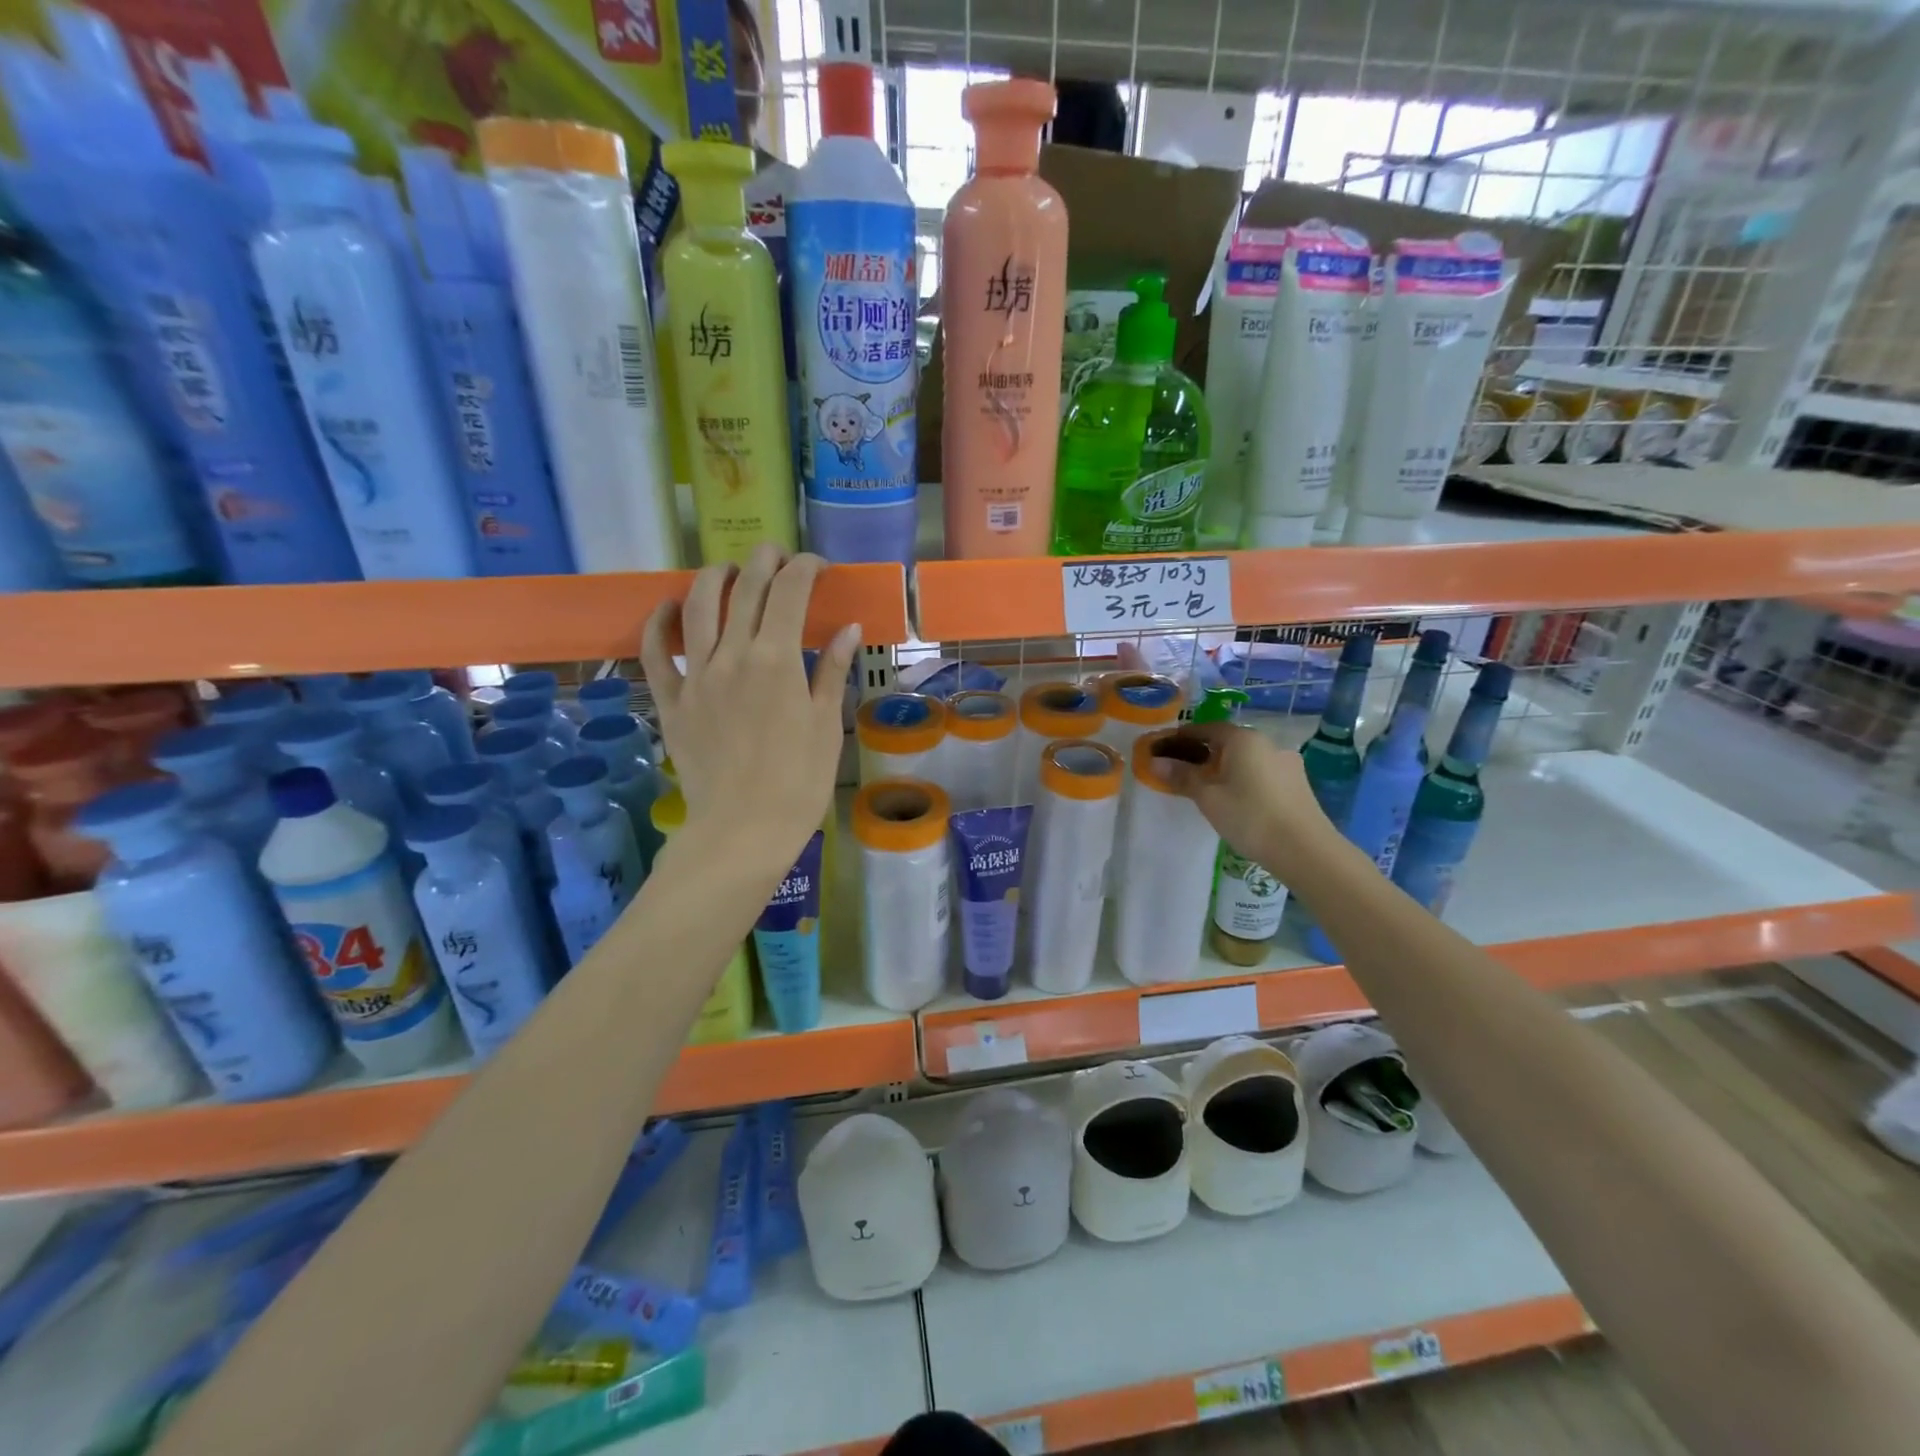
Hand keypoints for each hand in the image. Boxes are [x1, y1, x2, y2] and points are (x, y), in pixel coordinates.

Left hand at [640, 547, 859, 870]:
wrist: (743, 830)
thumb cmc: (799, 782)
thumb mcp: (826, 725)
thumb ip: (832, 670)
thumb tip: (848, 628)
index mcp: (777, 660)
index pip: (789, 592)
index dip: (805, 568)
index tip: (818, 566)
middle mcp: (732, 655)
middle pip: (744, 589)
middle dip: (763, 561)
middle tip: (778, 555)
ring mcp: (695, 676)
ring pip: (697, 607)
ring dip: (714, 578)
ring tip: (728, 570)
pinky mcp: (671, 701)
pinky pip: (654, 652)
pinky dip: (659, 623)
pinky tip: (668, 607)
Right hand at [1149, 722, 1332, 878]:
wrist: (1305, 850)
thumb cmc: (1250, 817)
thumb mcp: (1208, 797)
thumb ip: (1182, 776)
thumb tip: (1155, 762)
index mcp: (1243, 739)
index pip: (1205, 728)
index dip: (1181, 737)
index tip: (1163, 748)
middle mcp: (1266, 743)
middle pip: (1226, 742)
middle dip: (1202, 753)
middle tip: (1181, 771)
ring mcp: (1285, 762)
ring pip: (1245, 759)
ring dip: (1224, 767)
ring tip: (1207, 788)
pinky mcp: (1296, 783)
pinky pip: (1260, 772)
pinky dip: (1243, 778)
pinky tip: (1236, 799)